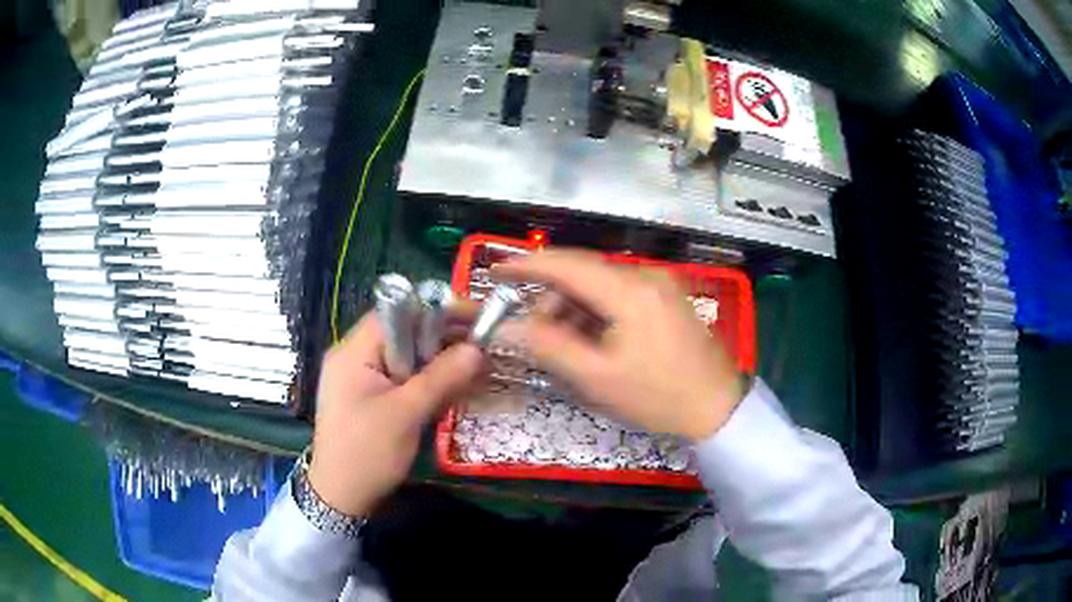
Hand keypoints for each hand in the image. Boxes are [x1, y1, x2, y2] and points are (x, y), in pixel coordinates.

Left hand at [308, 313, 482, 515]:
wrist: (339, 497)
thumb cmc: (367, 454)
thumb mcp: (406, 415)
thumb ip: (441, 378)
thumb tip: (478, 348)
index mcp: (353, 351)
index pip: (397, 312)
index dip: (436, 310)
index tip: (475, 318)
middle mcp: (353, 356)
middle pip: (402, 333)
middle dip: (441, 339)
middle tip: (481, 347)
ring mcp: (358, 378)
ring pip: (404, 357)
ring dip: (436, 362)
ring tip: (471, 371)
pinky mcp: (367, 397)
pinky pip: (400, 378)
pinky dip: (424, 381)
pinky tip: (447, 392)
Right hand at [496, 250, 744, 440]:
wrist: (718, 408)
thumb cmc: (657, 396)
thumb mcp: (597, 378)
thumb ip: (548, 347)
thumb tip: (506, 328)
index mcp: (630, 290)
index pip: (567, 265)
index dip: (527, 265)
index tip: (496, 270)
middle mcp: (645, 275)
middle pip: (583, 274)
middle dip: (552, 300)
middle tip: (536, 336)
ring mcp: (660, 284)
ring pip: (601, 285)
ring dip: (575, 310)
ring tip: (568, 348)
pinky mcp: (667, 297)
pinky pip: (620, 295)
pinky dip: (598, 313)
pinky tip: (594, 341)